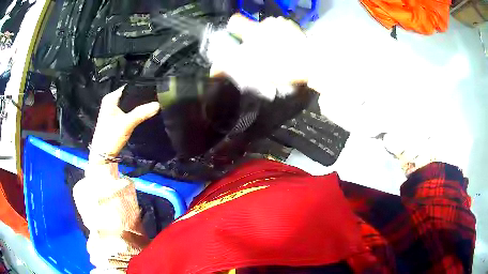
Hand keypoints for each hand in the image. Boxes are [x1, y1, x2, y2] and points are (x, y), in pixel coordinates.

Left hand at [89, 86, 159, 164]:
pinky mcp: (117, 119)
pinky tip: (145, 113)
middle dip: (141, 97)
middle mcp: (111, 102)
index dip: (140, 88)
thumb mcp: (126, 124)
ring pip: (130, 104)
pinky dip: (136, 112)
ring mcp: (114, 111)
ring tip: (153, 103)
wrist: (103, 156)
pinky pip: (129, 111)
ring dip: (139, 106)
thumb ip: (141, 113)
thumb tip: (158, 104)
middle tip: (156, 96)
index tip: (154, 88)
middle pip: (130, 96)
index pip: (128, 87)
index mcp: (110, 98)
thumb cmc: (110, 137)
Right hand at [208, 15, 310, 100]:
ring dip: (266, 38)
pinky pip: (280, 30)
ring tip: (275, 53)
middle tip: (258, 54)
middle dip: (252, 39)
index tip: (236, 40)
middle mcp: (267, 23)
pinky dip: (279, 37)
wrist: (313, 64)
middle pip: (252, 27)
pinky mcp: (293, 27)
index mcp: (255, 31)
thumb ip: (232, 67)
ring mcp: (282, 24)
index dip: (232, 30)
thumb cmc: (282, 67)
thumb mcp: (254, 70)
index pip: (234, 22)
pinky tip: (285, 49)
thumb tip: (214, 70)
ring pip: (267, 29)